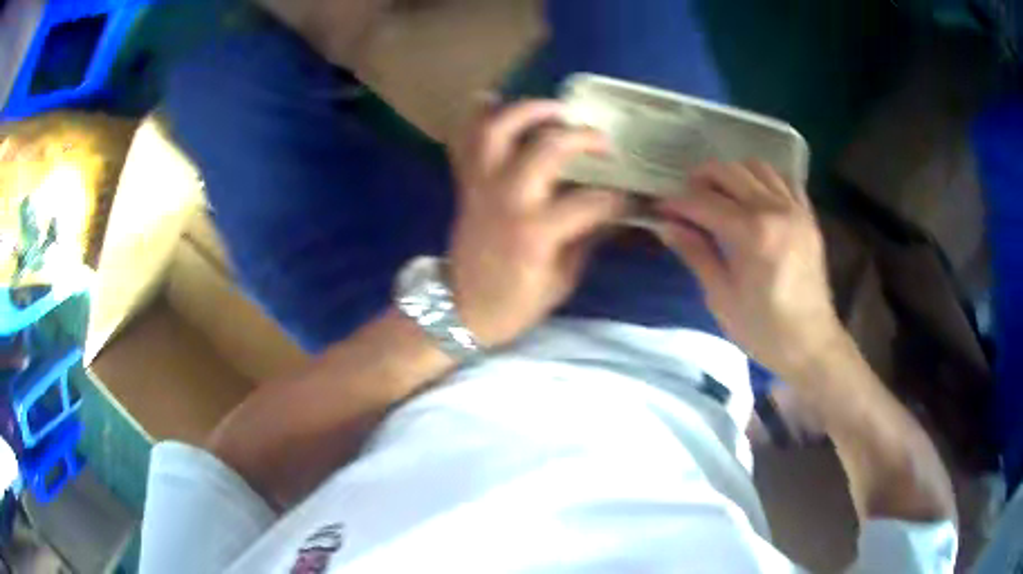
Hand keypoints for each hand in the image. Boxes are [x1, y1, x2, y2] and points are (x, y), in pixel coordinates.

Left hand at [447, 99, 625, 346]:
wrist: (458, 309)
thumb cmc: (514, 303)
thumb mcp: (562, 279)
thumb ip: (588, 238)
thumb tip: (616, 212)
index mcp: (536, 232)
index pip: (592, 201)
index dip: (619, 199)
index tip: (634, 199)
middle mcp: (507, 199)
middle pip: (547, 147)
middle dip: (582, 137)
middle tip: (601, 142)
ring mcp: (481, 187)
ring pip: (499, 129)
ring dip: (530, 110)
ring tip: (556, 109)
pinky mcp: (465, 184)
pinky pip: (465, 140)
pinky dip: (478, 116)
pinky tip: (496, 102)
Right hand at [656, 161, 843, 375]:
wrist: (811, 343)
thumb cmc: (763, 329)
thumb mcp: (721, 297)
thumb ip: (695, 253)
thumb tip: (666, 225)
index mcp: (751, 233)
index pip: (702, 202)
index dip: (675, 203)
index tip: (659, 210)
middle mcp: (774, 209)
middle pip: (727, 171)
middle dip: (699, 180)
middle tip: (686, 202)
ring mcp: (794, 208)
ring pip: (755, 166)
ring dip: (731, 175)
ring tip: (719, 196)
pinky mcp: (807, 215)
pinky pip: (783, 179)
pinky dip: (762, 180)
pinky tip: (753, 199)